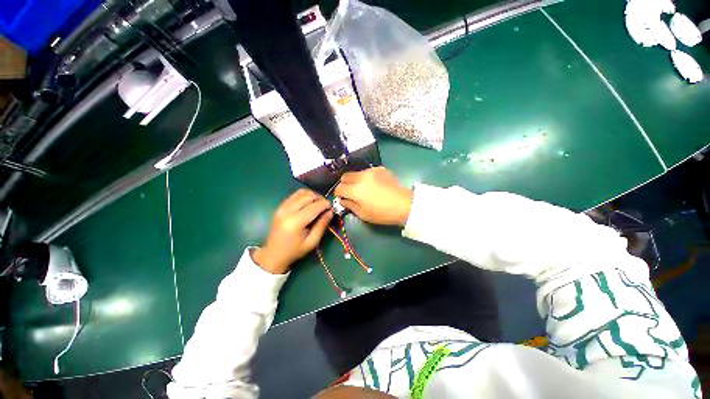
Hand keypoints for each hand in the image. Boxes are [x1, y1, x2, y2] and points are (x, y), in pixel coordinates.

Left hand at [253, 189, 332, 273]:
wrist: (273, 254)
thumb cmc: (294, 250)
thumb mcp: (312, 242)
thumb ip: (322, 225)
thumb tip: (330, 212)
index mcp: (296, 222)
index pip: (314, 206)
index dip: (325, 204)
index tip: (331, 207)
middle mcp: (287, 211)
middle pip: (308, 196)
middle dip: (320, 198)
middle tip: (325, 205)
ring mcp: (282, 207)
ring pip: (301, 192)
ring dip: (312, 195)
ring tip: (318, 203)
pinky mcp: (280, 206)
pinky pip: (294, 195)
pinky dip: (304, 195)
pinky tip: (308, 203)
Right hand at [334, 166, 412, 225]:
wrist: (404, 204)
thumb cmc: (382, 213)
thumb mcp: (363, 214)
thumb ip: (349, 205)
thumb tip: (343, 200)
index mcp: (356, 190)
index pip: (339, 188)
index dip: (338, 194)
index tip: (342, 198)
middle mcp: (361, 177)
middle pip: (345, 176)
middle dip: (344, 184)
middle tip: (350, 192)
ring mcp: (371, 171)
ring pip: (356, 172)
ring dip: (355, 180)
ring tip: (362, 188)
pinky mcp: (380, 169)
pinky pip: (367, 171)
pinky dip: (366, 177)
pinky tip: (373, 184)